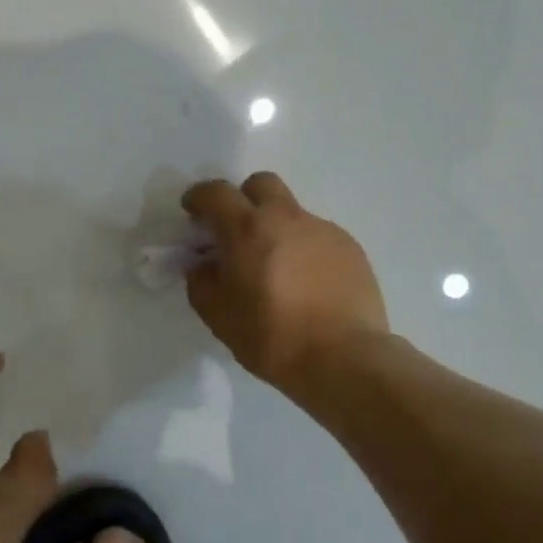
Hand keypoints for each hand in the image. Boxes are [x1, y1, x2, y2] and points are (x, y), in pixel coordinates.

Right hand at [183, 172, 388, 392]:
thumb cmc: (272, 338)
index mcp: (247, 230)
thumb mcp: (219, 317)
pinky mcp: (350, 247)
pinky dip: (304, 249)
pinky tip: (306, 283)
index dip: (199, 197)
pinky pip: (317, 235)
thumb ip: (201, 282)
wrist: (344, 358)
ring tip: (276, 268)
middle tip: (237, 231)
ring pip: (291, 212)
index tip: (193, 212)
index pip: (216, 193)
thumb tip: (204, 265)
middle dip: (243, 199)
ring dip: (276, 228)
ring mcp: (323, 229)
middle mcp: (286, 218)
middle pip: (261, 184)